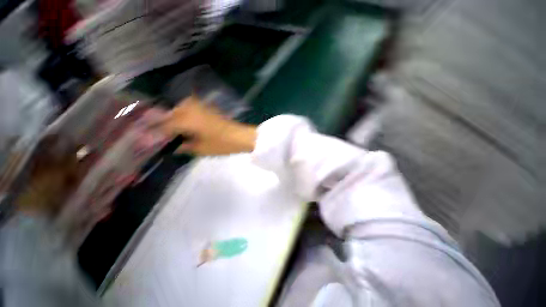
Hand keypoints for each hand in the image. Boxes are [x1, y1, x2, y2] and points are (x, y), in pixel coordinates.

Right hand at [160, 96, 256, 155]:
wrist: (241, 136)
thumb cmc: (222, 144)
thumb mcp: (201, 149)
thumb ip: (185, 146)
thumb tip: (174, 146)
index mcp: (187, 120)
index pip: (165, 124)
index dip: (157, 132)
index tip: (150, 138)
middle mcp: (191, 109)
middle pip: (170, 113)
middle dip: (163, 122)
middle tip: (161, 133)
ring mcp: (200, 106)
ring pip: (179, 108)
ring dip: (173, 117)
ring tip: (172, 129)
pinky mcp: (208, 108)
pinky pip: (190, 108)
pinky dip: (184, 113)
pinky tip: (185, 122)